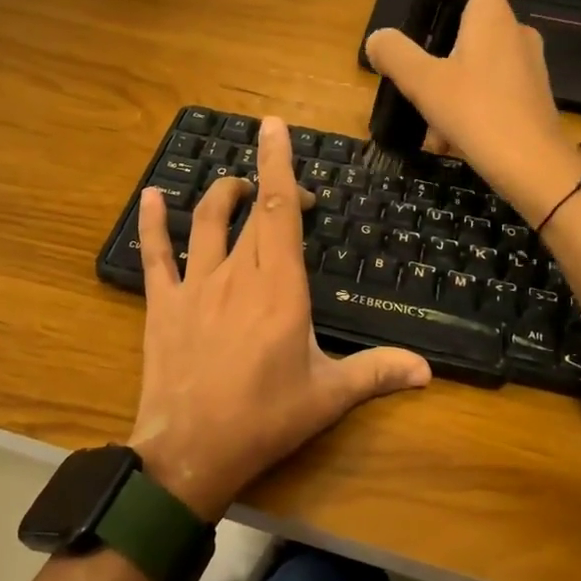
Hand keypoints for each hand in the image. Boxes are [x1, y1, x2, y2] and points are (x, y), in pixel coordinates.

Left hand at [129, 117, 431, 519]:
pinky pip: (156, 254)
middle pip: (252, 212)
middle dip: (269, 187)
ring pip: (206, 223)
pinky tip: (152, 196)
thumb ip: (377, 373)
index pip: (279, 212)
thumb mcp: (328, 396)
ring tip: (235, 185)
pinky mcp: (163, 304)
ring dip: (222, 195)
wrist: (190, 451)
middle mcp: (237, 275)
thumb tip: (427, 370)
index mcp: (280, 289)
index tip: (275, 128)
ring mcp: (195, 286)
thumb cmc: (265, 419)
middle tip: (288, 193)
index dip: (279, 165)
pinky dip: (154, 222)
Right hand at [364, 0, 580, 221]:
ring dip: (446, 77)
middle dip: (436, 35)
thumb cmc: (480, 116)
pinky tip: (449, 138)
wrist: (536, 169)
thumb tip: (378, 39)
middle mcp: (514, 30)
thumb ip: (396, 55)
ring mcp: (527, 61)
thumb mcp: (425, 85)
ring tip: (427, 117)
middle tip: (411, 65)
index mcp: (492, 16)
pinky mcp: (530, 90)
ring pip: (476, 54)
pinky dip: (463, 98)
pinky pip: (488, 81)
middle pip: (472, 11)